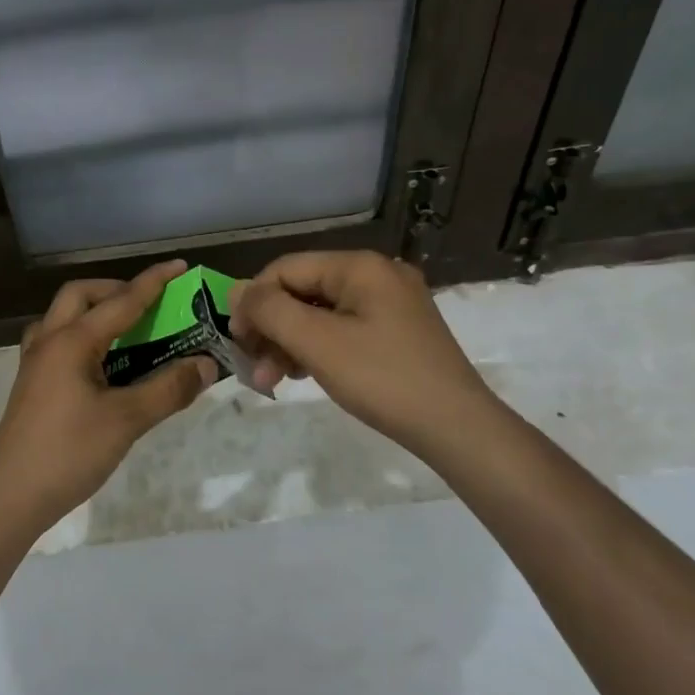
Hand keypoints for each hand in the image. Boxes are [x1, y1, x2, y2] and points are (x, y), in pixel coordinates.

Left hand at [0, 260, 217, 536]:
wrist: (10, 495)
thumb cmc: (69, 452)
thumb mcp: (126, 421)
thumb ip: (168, 389)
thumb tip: (205, 364)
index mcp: (72, 341)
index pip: (121, 301)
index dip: (153, 282)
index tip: (180, 265)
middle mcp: (49, 340)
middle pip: (80, 295)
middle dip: (116, 290)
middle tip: (147, 304)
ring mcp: (35, 362)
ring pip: (63, 316)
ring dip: (95, 311)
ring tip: (126, 329)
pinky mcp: (31, 383)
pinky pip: (57, 340)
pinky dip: (82, 336)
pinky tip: (99, 362)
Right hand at [229, 251, 493, 453]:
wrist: (457, 428)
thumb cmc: (383, 379)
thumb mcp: (317, 343)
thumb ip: (270, 310)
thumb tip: (236, 290)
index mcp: (360, 266)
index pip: (286, 268)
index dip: (254, 301)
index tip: (237, 340)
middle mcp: (377, 275)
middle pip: (303, 290)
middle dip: (272, 327)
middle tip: (253, 367)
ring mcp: (391, 303)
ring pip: (321, 312)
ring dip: (290, 342)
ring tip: (274, 379)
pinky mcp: (397, 331)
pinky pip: (343, 328)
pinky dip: (317, 348)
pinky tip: (303, 374)